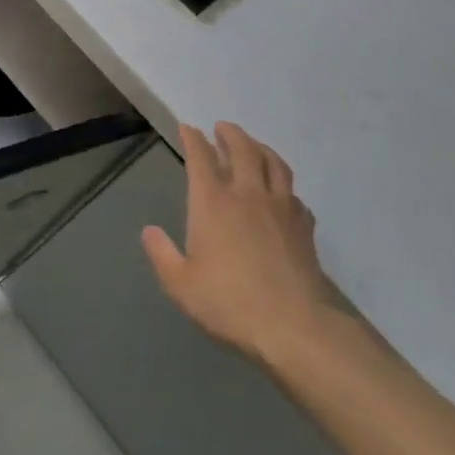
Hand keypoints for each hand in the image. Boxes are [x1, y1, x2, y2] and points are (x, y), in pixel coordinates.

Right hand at [142, 123, 341, 364]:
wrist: (294, 327)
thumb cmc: (228, 302)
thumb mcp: (180, 283)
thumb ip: (162, 254)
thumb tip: (150, 232)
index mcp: (212, 203)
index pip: (201, 158)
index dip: (193, 139)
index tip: (188, 128)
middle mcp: (248, 195)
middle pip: (243, 150)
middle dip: (231, 134)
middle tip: (222, 127)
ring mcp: (281, 209)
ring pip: (274, 164)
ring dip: (261, 148)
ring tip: (253, 146)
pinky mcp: (304, 227)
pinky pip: (293, 194)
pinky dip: (283, 185)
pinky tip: (281, 194)